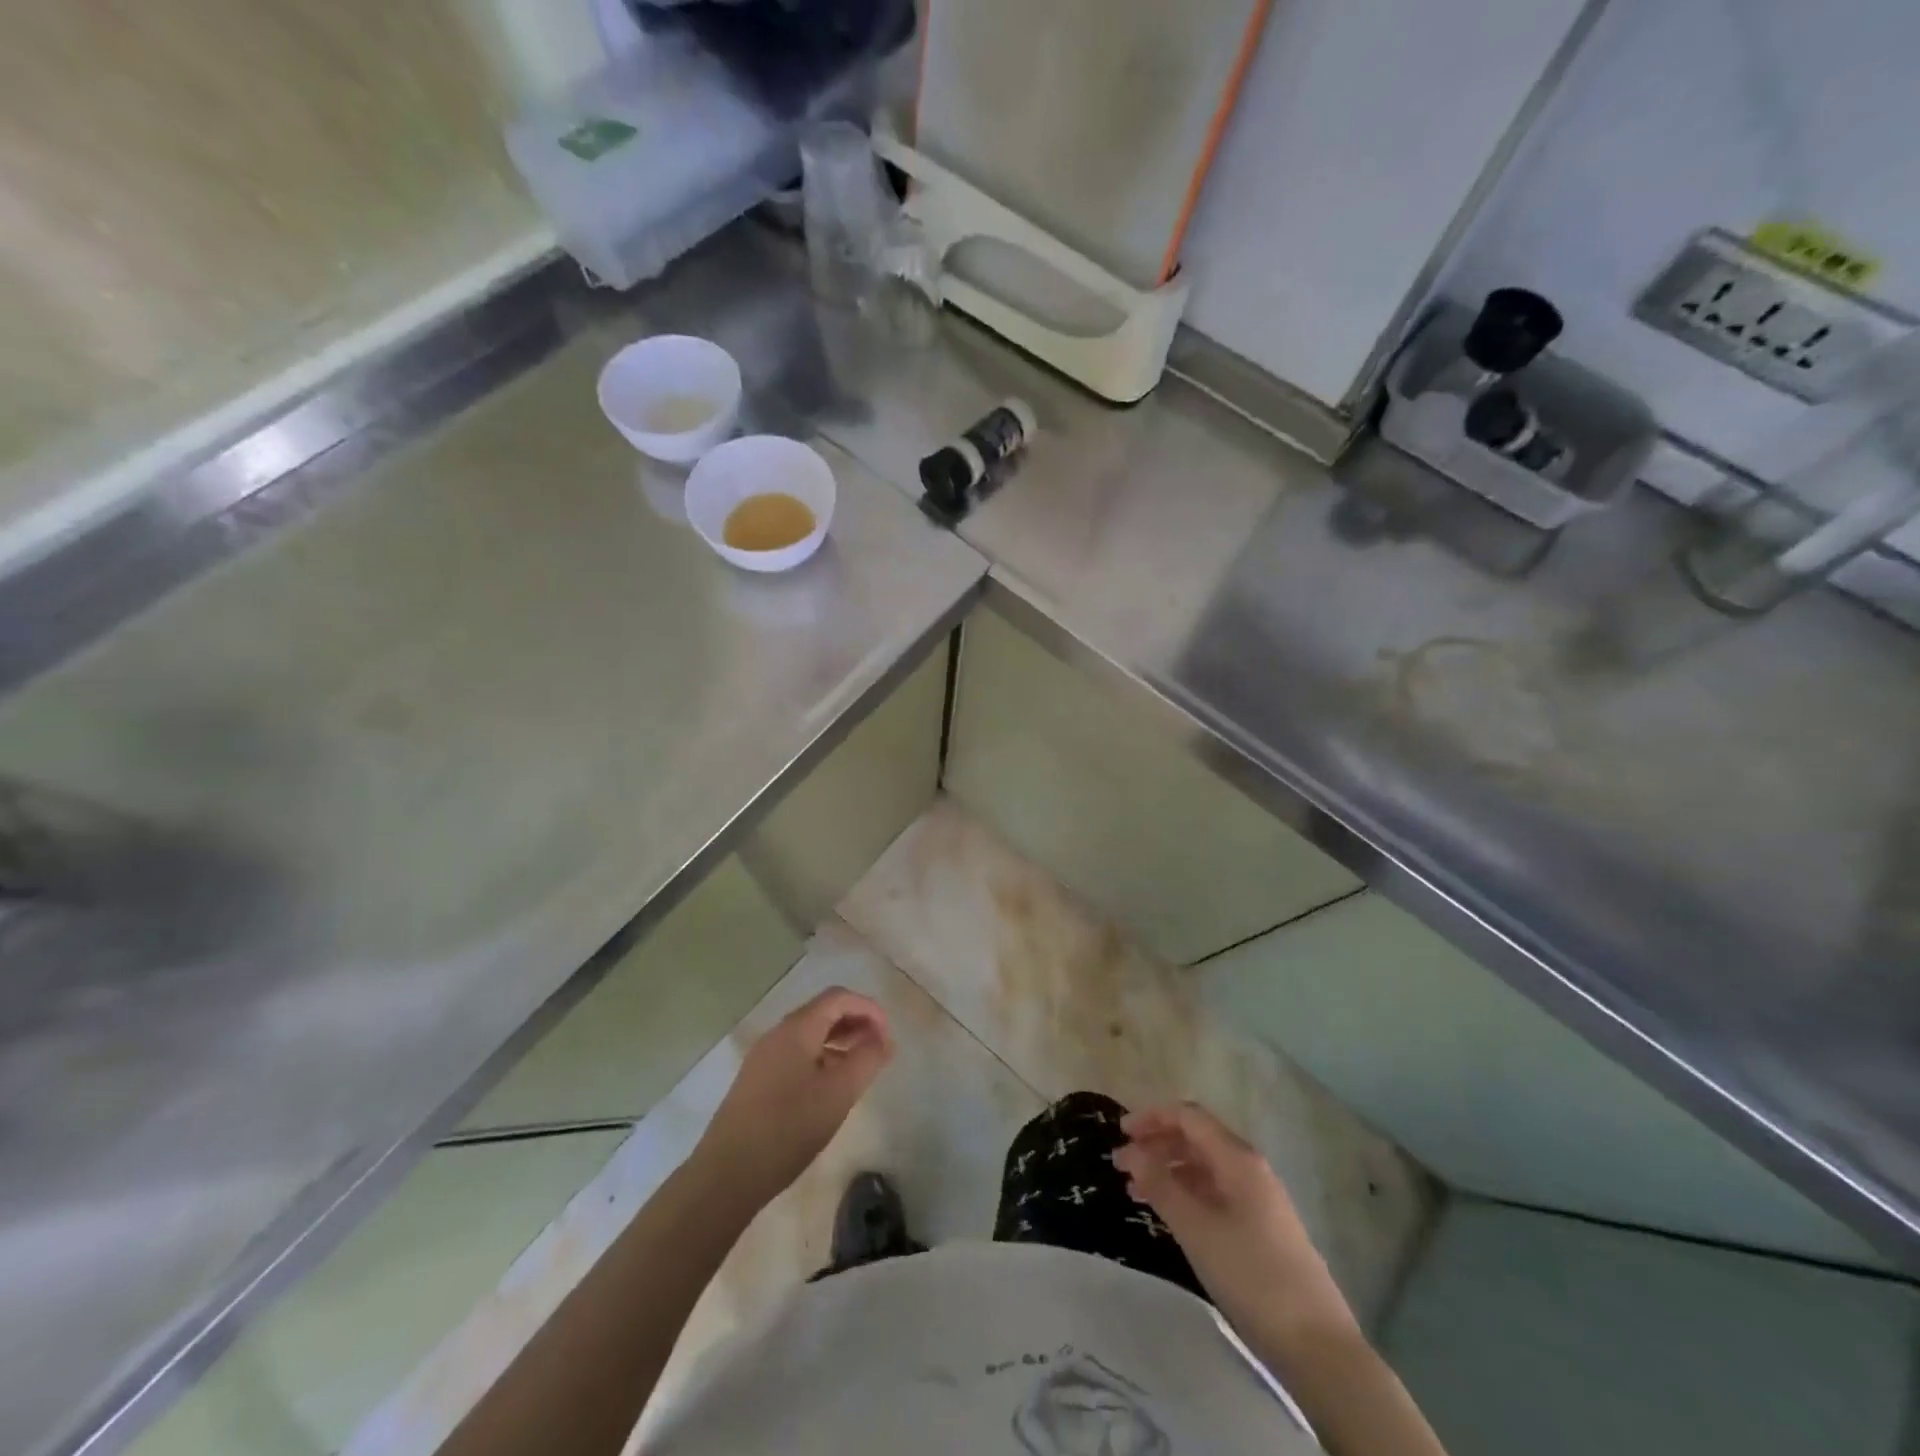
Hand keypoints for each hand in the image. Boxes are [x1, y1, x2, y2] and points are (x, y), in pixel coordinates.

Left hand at [694, 987, 892, 1207]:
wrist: (726, 1174)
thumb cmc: (788, 1128)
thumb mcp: (838, 1094)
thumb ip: (866, 1060)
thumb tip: (883, 1039)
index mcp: (797, 1028)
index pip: (839, 997)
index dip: (869, 1009)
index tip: (888, 1037)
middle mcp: (778, 1034)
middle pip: (824, 1011)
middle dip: (856, 1023)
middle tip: (880, 1050)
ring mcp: (764, 1057)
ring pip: (810, 1034)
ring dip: (840, 1041)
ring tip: (862, 1067)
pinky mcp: (757, 1080)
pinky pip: (797, 1054)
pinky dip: (822, 1057)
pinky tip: (832, 1086)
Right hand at [1113, 1102, 1356, 1351]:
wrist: (1317, 1346)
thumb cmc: (1251, 1275)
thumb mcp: (1196, 1228)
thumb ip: (1160, 1184)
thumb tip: (1131, 1151)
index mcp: (1237, 1158)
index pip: (1188, 1116)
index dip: (1152, 1117)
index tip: (1120, 1134)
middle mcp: (1250, 1168)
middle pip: (1196, 1138)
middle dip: (1157, 1144)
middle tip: (1122, 1165)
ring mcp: (1259, 1199)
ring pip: (1204, 1168)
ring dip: (1169, 1170)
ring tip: (1136, 1191)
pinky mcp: (1262, 1228)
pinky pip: (1215, 1193)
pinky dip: (1187, 1194)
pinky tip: (1170, 1214)